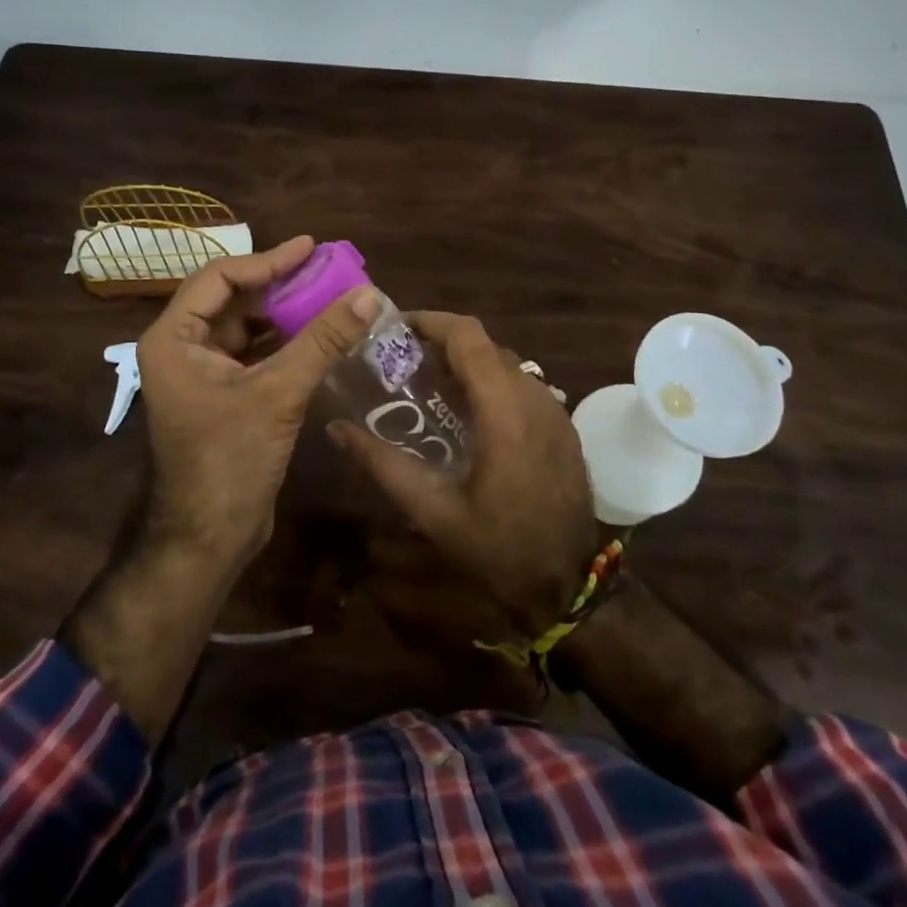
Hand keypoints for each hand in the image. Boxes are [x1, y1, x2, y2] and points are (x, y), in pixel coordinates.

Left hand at [135, 235, 380, 567]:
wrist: (209, 539)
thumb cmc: (230, 460)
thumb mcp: (279, 393)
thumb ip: (323, 340)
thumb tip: (369, 294)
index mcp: (174, 339)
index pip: (219, 278)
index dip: (267, 259)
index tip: (310, 247)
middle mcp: (181, 349)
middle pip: (232, 299)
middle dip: (279, 285)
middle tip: (327, 270)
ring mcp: (200, 375)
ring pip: (245, 328)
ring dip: (285, 314)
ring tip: (330, 296)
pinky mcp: (221, 397)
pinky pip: (253, 355)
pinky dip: (284, 343)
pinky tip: (319, 336)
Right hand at [329, 313, 602, 637]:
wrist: (569, 585)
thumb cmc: (499, 548)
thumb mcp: (433, 510)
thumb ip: (384, 464)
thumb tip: (337, 430)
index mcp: (504, 410)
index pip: (468, 336)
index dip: (430, 321)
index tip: (394, 328)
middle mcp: (534, 397)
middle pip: (485, 344)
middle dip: (442, 341)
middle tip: (401, 360)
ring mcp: (554, 410)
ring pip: (505, 361)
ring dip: (466, 361)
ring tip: (426, 383)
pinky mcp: (563, 426)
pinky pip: (521, 384)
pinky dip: (489, 381)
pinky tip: (465, 413)